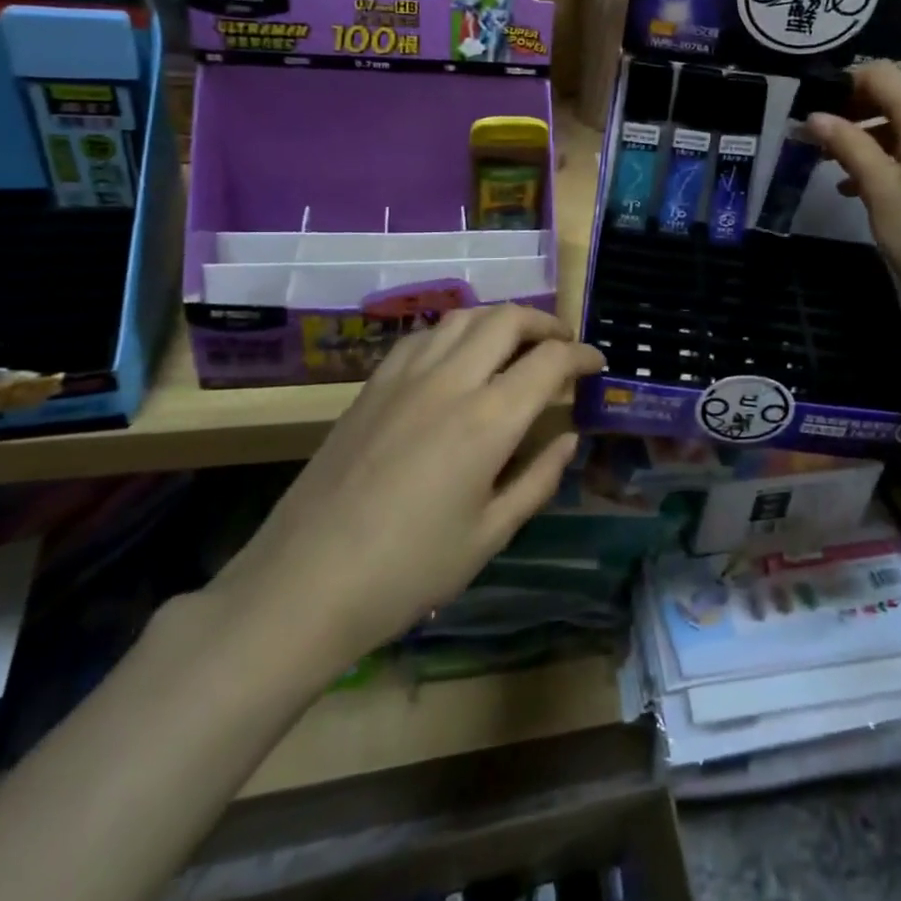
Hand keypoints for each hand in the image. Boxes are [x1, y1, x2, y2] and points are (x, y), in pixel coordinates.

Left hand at [207, 306, 604, 683]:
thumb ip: (538, 480)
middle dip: (546, 324)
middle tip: (563, 346)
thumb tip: (568, 439)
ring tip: (517, 342)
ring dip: (501, 319)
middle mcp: (451, 381)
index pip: (550, 362)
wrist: (303, 583)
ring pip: (464, 316)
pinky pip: (424, 335)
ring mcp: (406, 377)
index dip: (582, 356)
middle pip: (508, 319)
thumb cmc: (408, 571)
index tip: (597, 365)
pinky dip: (456, 331)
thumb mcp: (489, 536)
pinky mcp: (373, 385)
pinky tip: (458, 356)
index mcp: (488, 420)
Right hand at [807, 61, 900, 323]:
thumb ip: (847, 145)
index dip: (840, 86)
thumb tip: (815, 117)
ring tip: (830, 165)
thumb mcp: (879, 188)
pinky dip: (887, 158)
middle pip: (892, 97)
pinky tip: (858, 188)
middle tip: (813, 140)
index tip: (807, 110)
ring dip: (866, 138)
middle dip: (850, 113)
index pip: (879, 75)